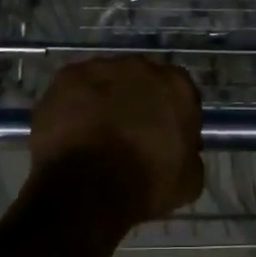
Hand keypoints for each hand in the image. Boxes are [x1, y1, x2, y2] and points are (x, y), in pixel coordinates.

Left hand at [29, 57, 203, 223]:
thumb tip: (182, 149)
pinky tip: (71, 130)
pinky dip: (74, 104)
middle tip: (128, 132)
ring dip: (104, 99)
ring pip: (106, 80)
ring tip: (94, 132)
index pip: (179, 93)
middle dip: (136, 100)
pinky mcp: (66, 77)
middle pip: (141, 80)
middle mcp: (141, 67)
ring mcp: (100, 68)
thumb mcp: (189, 179)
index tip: (164, 135)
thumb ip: (189, 152)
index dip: (170, 114)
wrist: (88, 189)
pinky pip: (75, 88)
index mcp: (177, 86)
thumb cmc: (146, 185)